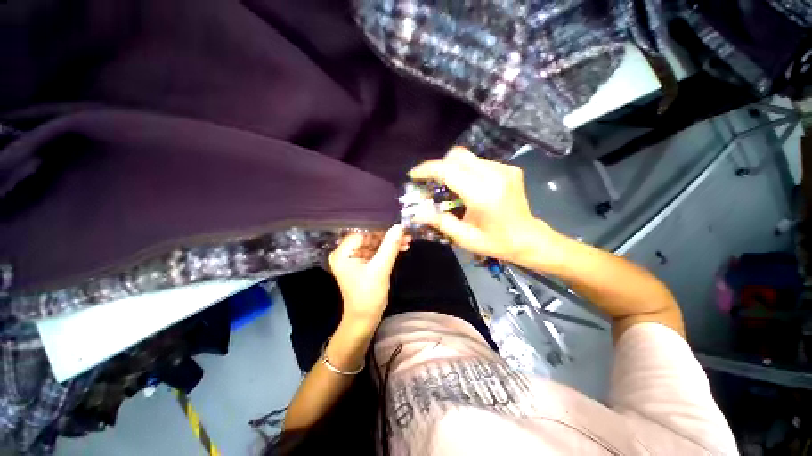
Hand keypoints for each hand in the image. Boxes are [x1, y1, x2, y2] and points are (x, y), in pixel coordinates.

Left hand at [328, 225, 408, 325]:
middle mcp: (345, 254)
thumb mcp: (380, 269)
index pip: (362, 233)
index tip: (398, 228)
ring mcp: (354, 259)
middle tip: (405, 234)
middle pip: (369, 238)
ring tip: (407, 241)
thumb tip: (399, 226)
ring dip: (390, 244)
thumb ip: (390, 246)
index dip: (380, 229)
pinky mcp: (363, 265)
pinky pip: (376, 253)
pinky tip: (401, 248)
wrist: (365, 319)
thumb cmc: (368, 295)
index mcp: (342, 253)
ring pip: (375, 245)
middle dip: (388, 237)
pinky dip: (388, 251)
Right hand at [408, 147, 561, 265]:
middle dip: (439, 166)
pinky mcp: (509, 169)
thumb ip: (440, 222)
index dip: (428, 169)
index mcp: (483, 194)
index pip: (449, 171)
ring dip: (452, 168)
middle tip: (430, 182)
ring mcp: (504, 169)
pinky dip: (466, 170)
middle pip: (457, 156)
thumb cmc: (496, 242)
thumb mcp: (465, 238)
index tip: (414, 174)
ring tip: (447, 186)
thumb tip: (417, 212)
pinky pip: (479, 162)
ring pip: (468, 157)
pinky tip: (466, 186)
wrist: (529, 239)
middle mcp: (495, 175)